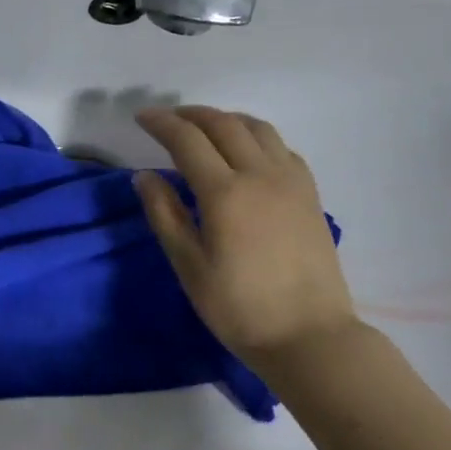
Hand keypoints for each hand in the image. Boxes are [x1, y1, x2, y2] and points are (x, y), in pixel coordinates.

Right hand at [134, 107, 356, 362]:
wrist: (308, 334)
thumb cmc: (238, 307)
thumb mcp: (189, 265)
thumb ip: (165, 215)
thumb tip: (144, 176)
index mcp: (225, 193)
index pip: (187, 140)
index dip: (162, 124)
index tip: (141, 117)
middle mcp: (261, 175)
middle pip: (224, 125)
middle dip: (191, 115)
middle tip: (167, 119)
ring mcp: (291, 182)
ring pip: (258, 129)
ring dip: (226, 119)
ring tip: (204, 127)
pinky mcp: (310, 194)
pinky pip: (281, 147)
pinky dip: (255, 137)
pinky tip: (245, 152)